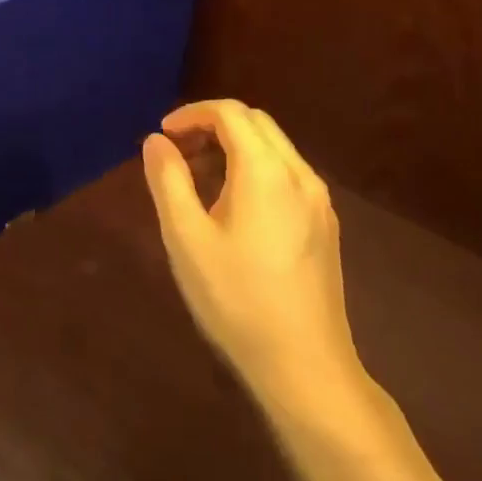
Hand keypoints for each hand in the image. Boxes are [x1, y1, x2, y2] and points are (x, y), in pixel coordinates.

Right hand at [142, 100, 370, 418]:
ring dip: (233, 146)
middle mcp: (300, 174)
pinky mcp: (325, 224)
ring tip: (198, 179)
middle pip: (255, 122)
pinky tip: (233, 206)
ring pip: (273, 147)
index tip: (163, 135)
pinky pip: (286, 173)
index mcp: (266, 170)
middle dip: (212, 125)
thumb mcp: (186, 238)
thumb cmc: (237, 300)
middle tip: (178, 152)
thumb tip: (156, 141)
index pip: (230, 112)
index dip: (192, 114)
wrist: (306, 368)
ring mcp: (318, 200)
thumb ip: (168, 180)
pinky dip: (254, 167)